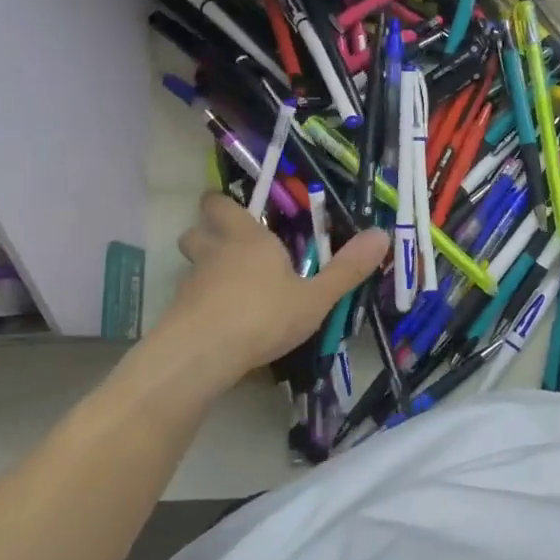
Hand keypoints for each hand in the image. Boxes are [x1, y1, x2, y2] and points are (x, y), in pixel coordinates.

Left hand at [121, 192, 388, 395]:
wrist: (201, 355)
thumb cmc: (263, 315)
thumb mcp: (315, 297)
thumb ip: (346, 269)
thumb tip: (382, 234)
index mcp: (247, 238)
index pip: (221, 205)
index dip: (223, 204)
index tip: (235, 207)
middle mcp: (214, 252)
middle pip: (196, 231)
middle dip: (207, 232)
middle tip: (230, 245)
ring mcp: (191, 283)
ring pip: (191, 265)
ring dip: (204, 269)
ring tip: (229, 286)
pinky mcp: (177, 313)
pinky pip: (189, 299)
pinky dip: (200, 304)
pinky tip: (220, 322)